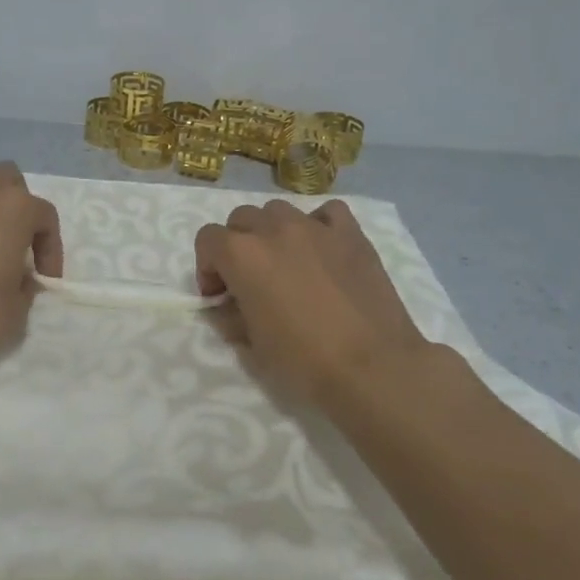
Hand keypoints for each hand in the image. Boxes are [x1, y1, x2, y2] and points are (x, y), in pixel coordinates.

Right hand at [195, 199, 433, 406]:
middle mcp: (274, 229)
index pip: (207, 239)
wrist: (372, 368)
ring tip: (287, 264)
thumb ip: (230, 317)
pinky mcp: (351, 234)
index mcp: (242, 254)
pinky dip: (318, 225)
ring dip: (273, 232)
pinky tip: (323, 250)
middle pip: (242, 219)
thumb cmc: (303, 361)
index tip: (219, 296)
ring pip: (280, 211)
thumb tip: (228, 307)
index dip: (207, 267)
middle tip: (250, 280)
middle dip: (237, 246)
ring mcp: (315, 227)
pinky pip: (327, 213)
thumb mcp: (251, 346)